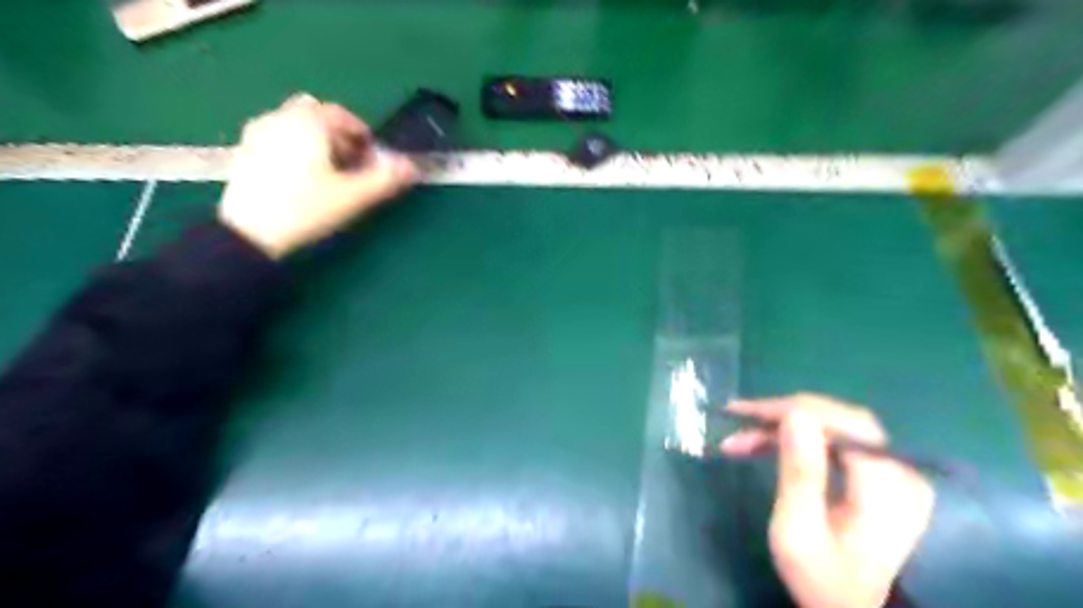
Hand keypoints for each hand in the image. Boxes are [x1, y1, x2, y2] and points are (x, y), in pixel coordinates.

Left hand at [215, 93, 416, 258]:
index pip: (341, 115)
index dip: (362, 134)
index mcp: (307, 122)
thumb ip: (385, 179)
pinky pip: (277, 139)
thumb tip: (410, 166)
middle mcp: (279, 118)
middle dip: (335, 134)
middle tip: (349, 163)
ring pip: (294, 125)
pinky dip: (294, 150)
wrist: (250, 234)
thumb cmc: (307, 209)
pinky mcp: (244, 153)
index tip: (372, 158)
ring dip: (315, 141)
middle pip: (314, 114)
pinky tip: (300, 179)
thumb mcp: (354, 196)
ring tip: (327, 174)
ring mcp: (257, 134)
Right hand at [717, 394, 931, 607]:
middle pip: (838, 419)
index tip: (742, 412)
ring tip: (743, 439)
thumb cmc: (821, 579)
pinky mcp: (885, 476)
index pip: (838, 422)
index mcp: (885, 487)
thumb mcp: (798, 531)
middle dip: (782, 415)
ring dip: (786, 427)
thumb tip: (795, 414)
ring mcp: (897, 472)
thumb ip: (800, 471)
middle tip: (738, 422)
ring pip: (834, 426)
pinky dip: (802, 438)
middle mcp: (901, 471)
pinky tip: (769, 444)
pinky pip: (839, 441)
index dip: (787, 409)